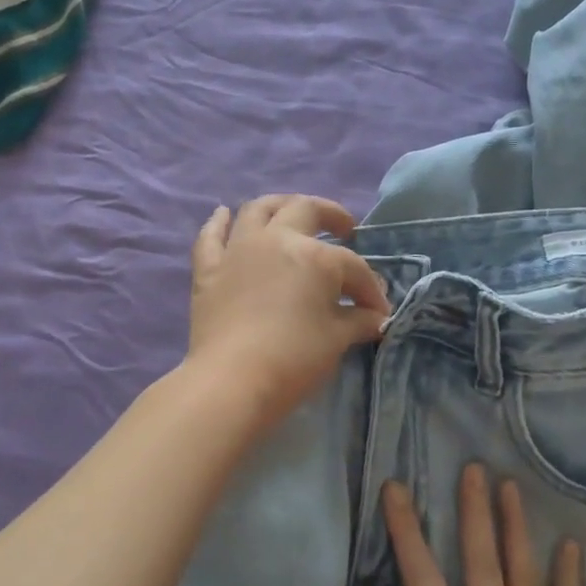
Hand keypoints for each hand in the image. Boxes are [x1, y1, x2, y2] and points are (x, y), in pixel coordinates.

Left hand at [186, 195, 390, 436]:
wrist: (232, 380)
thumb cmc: (294, 358)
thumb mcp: (337, 339)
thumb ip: (358, 321)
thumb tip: (375, 317)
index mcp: (314, 256)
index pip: (351, 266)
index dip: (369, 288)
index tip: (378, 312)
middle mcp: (275, 240)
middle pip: (305, 211)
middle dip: (330, 216)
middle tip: (344, 228)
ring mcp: (238, 250)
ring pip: (258, 210)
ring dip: (279, 205)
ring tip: (291, 210)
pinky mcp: (208, 270)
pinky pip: (210, 237)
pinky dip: (218, 223)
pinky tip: (223, 214)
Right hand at [359, 466, 585, 585]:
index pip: (421, 574)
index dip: (406, 527)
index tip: (397, 487)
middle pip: (481, 561)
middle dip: (474, 511)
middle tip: (474, 468)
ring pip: (524, 577)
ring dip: (516, 530)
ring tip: (512, 489)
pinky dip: (569, 581)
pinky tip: (570, 549)